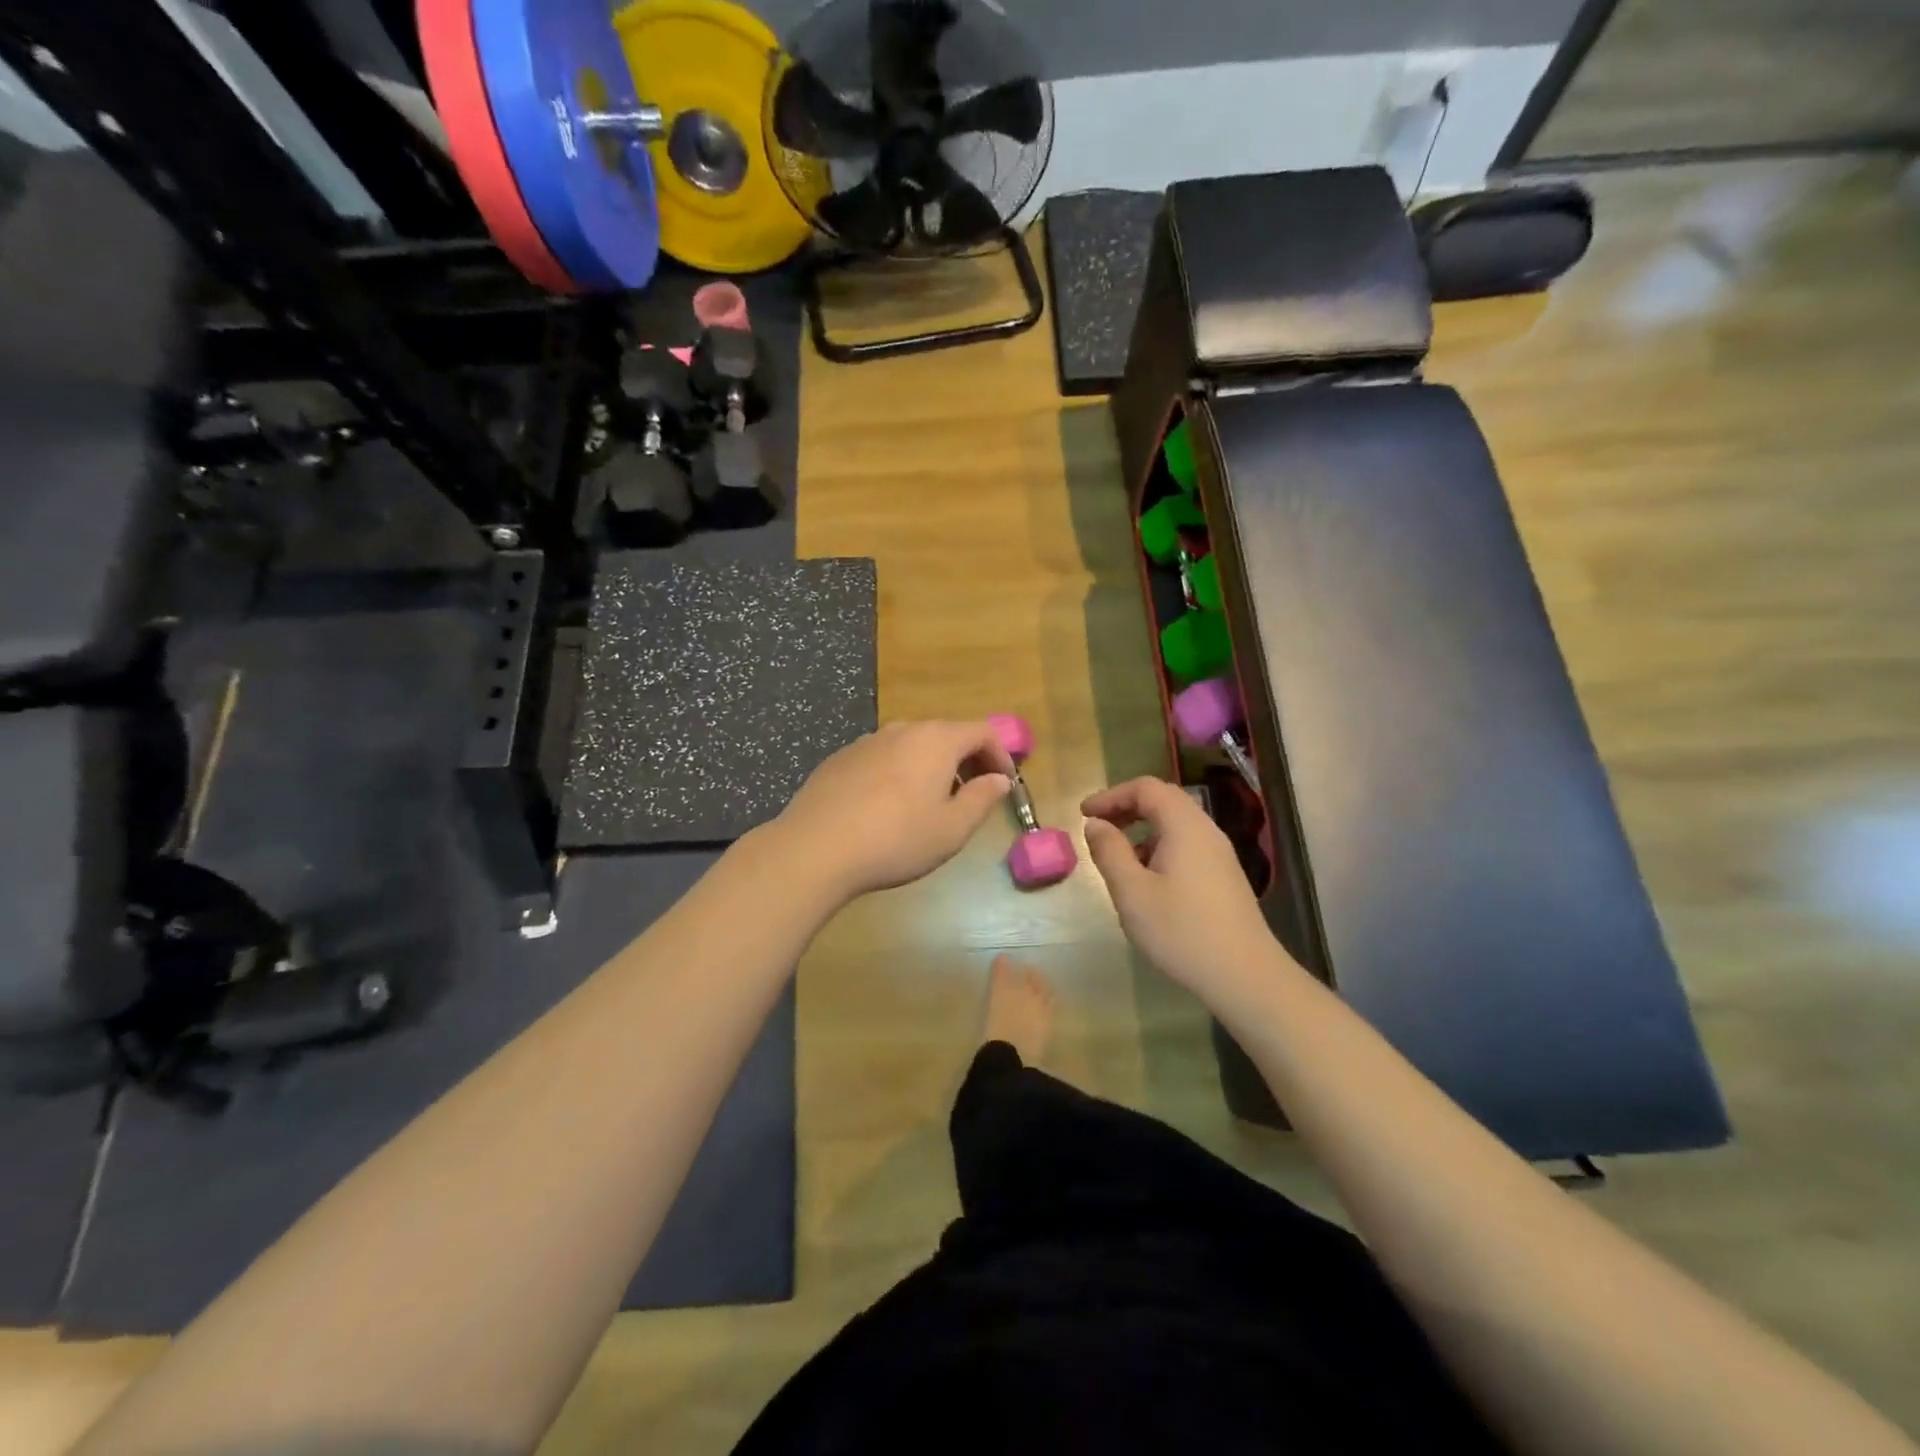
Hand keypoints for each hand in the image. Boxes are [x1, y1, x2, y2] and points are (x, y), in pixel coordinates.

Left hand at [772, 720, 1014, 900]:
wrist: (815, 848)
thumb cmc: (896, 839)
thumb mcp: (952, 829)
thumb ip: (982, 799)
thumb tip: (999, 779)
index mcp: (936, 740)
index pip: (982, 731)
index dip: (1001, 755)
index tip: (1004, 785)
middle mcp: (902, 730)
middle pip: (946, 734)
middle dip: (967, 760)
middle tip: (972, 795)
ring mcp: (867, 742)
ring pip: (912, 745)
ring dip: (932, 766)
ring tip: (931, 804)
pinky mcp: (840, 759)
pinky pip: (883, 758)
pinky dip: (899, 772)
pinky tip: (888, 807)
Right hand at [1081, 777, 1298, 1005]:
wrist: (1246, 977)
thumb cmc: (1182, 932)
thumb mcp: (1132, 893)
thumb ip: (1110, 852)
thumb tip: (1095, 824)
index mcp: (1184, 827)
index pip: (1146, 788)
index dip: (1111, 795)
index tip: (1084, 814)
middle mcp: (1206, 832)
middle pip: (1163, 800)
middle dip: (1126, 808)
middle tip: (1097, 828)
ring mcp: (1219, 855)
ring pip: (1176, 825)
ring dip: (1142, 830)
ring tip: (1117, 858)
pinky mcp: (1224, 877)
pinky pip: (1186, 846)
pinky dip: (1159, 848)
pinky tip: (1147, 881)